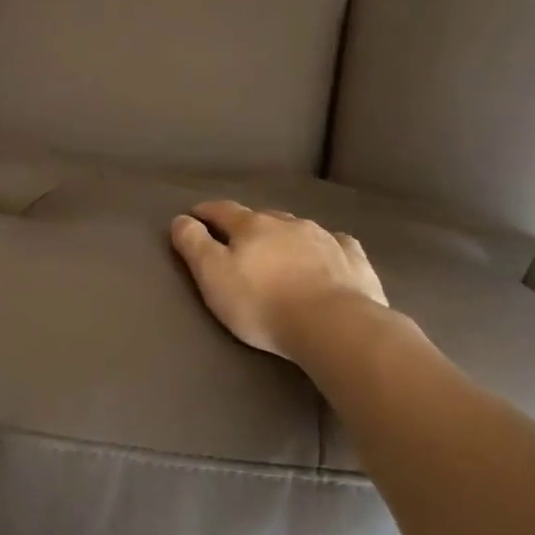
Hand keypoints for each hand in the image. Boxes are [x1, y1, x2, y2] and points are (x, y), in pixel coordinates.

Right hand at [169, 200, 387, 359]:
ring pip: (298, 228)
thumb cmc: (262, 303)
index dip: (205, 212)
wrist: (333, 324)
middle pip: (261, 217)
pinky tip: (327, 255)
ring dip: (284, 235)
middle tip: (237, 239)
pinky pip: (336, 244)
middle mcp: (288, 223)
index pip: (222, 211)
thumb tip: (181, 218)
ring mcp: (324, 238)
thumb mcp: (213, 275)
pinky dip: (325, 247)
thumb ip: (193, 244)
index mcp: (252, 226)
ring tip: (279, 250)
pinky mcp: (353, 259)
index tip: (194, 215)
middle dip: (247, 224)